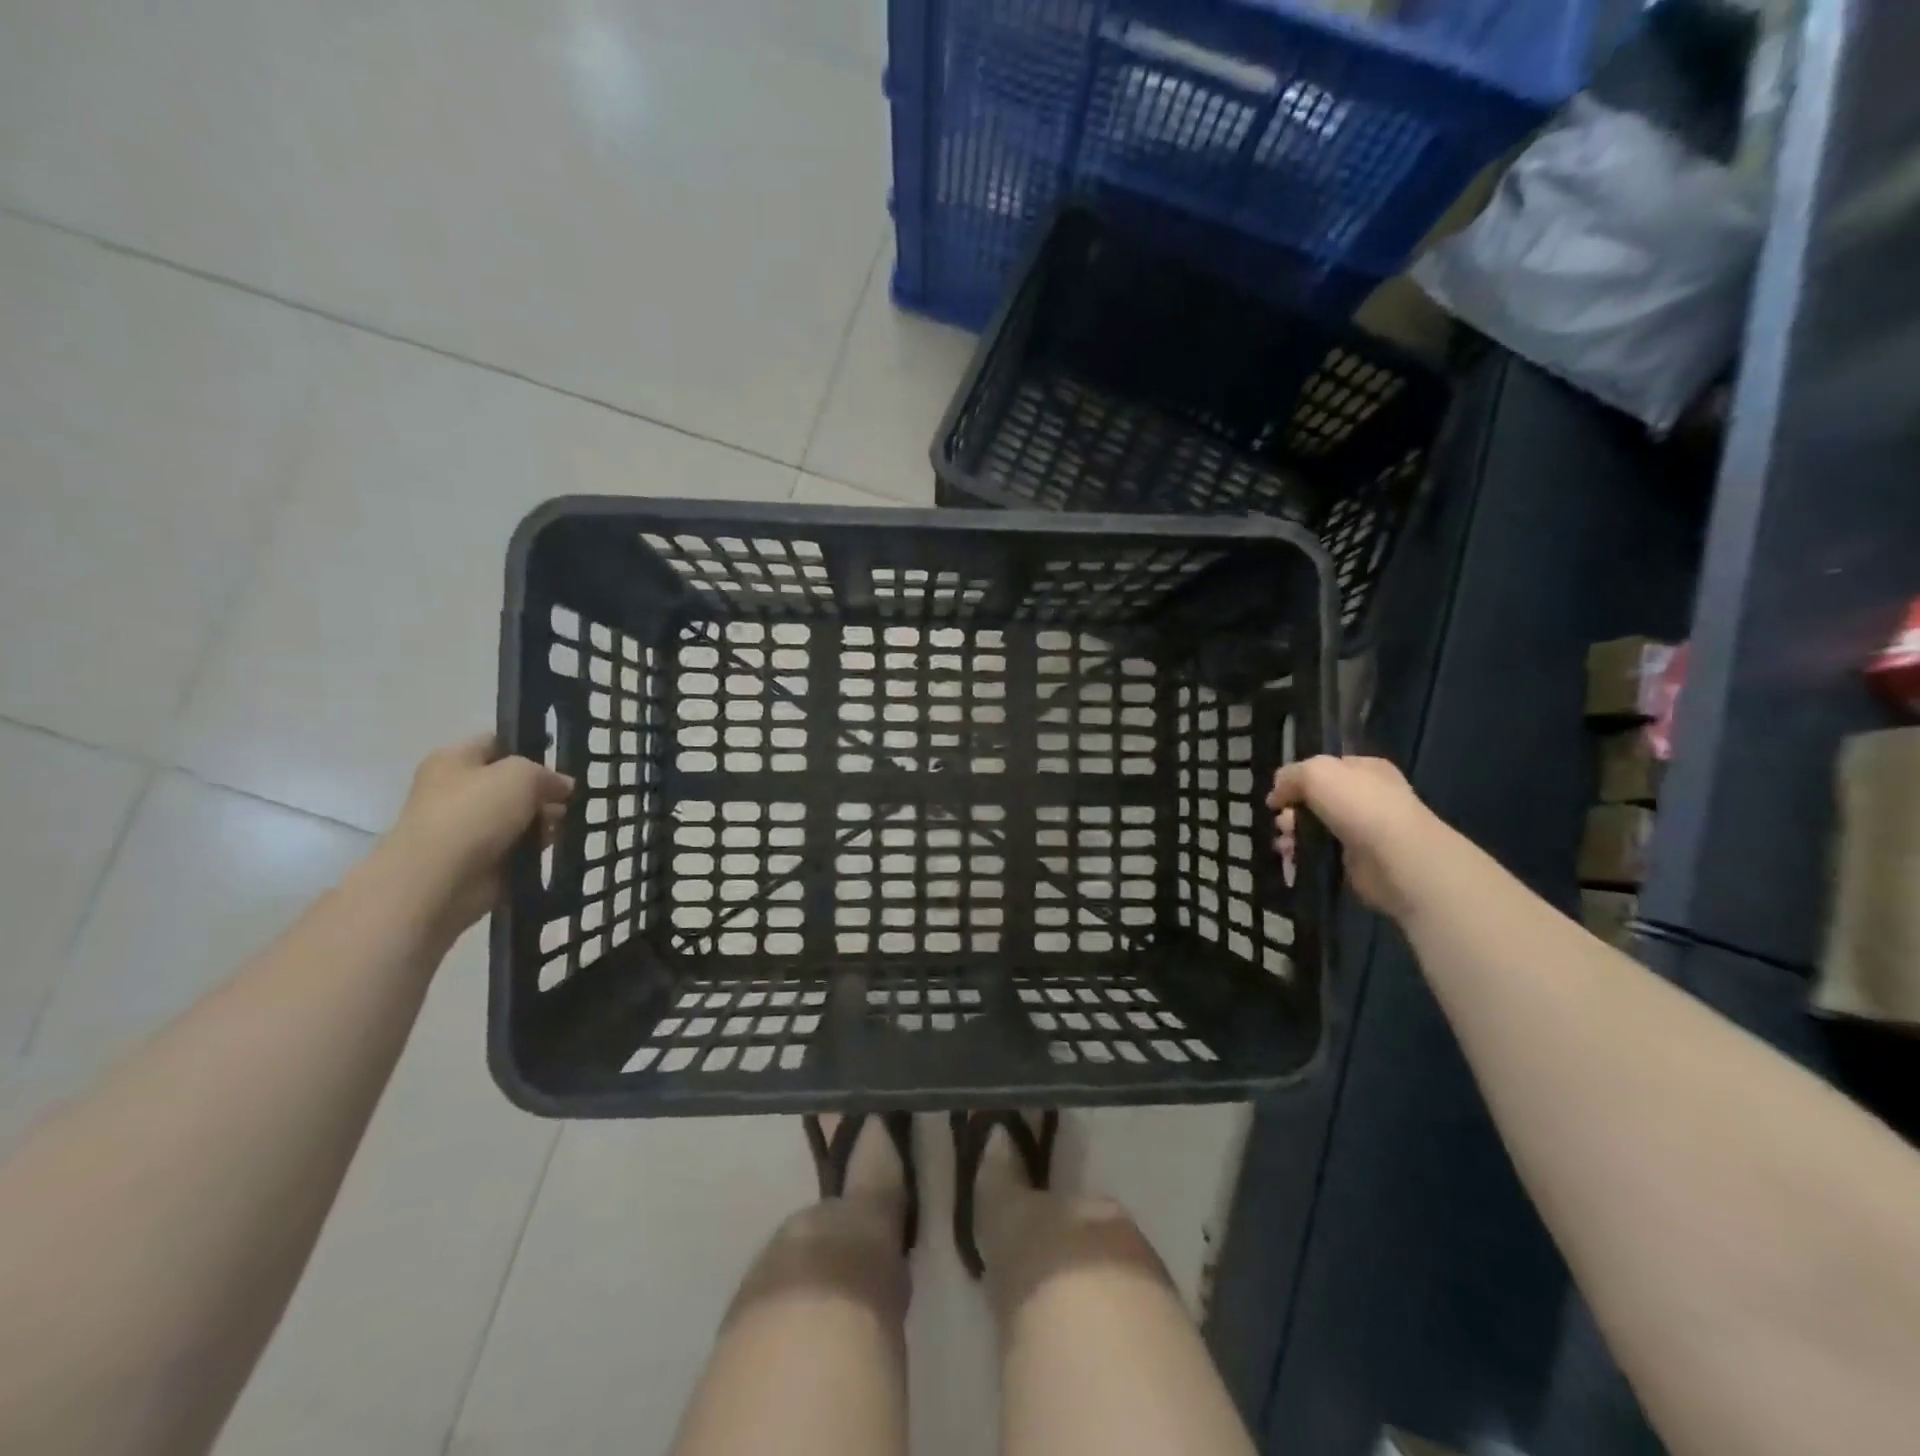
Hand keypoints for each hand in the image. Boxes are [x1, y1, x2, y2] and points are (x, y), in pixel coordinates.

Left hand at [381, 735, 573, 934]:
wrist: (439, 878)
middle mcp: (457, 790)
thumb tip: (563, 786)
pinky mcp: (479, 859)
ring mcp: (467, 827)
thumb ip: (547, 774)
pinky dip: (534, 848)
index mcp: (454, 760)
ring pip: (519, 816)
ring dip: (542, 821)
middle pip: (512, 783)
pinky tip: (548, 848)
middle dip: (543, 792)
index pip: (497, 743)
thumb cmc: (475, 812)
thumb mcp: (521, 774)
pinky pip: (517, 846)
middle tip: (567, 800)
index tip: (560, 763)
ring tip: (559, 827)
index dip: (529, 748)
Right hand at [1268, 755, 1446, 921]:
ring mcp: (1363, 831)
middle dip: (1291, 810)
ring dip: (1292, 833)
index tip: (1279, 794)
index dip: (1298, 778)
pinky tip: (1291, 857)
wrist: (1395, 858)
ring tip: (1284, 843)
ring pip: (1314, 827)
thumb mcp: (1316, 772)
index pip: (1326, 768)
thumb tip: (1277, 794)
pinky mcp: (1356, 861)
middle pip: (1315, 799)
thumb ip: (1290, 775)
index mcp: (1365, 769)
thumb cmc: (1359, 805)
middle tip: (1282, 822)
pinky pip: (1319, 853)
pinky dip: (1301, 855)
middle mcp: (1366, 797)